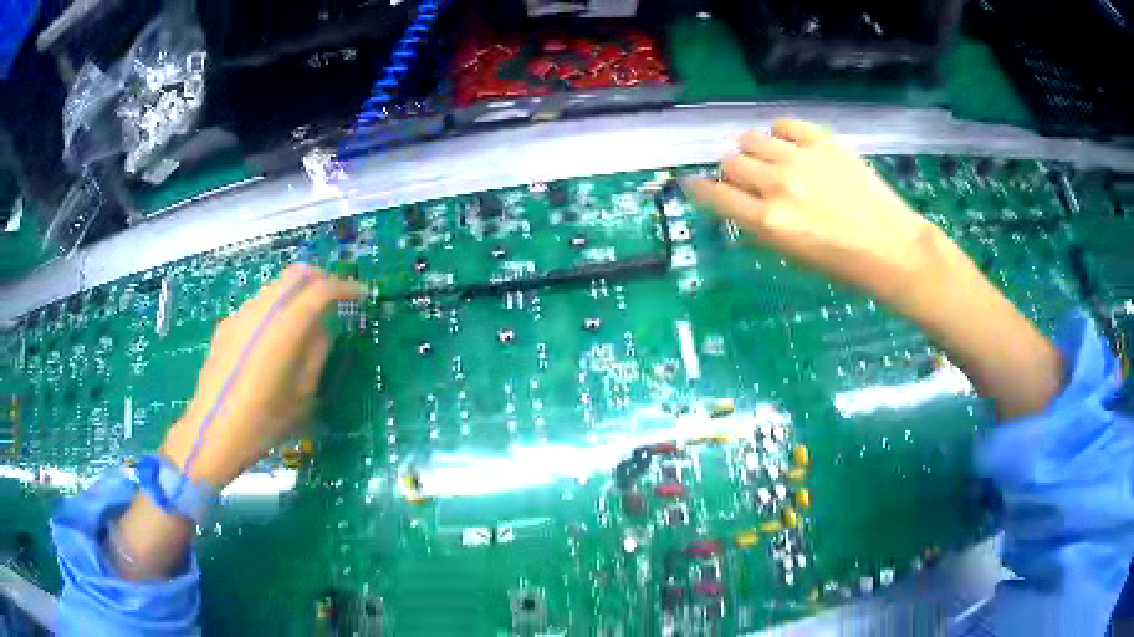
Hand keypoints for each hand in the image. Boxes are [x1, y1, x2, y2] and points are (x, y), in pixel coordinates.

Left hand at [160, 264, 362, 486]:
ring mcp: (239, 315)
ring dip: (297, 292)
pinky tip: (276, 337)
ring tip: (307, 318)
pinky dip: (276, 307)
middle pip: (295, 274)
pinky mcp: (226, 326)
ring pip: (275, 286)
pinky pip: (258, 304)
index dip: (345, 288)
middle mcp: (261, 311)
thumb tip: (322, 328)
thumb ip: (316, 354)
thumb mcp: (302, 396)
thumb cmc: (262, 424)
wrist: (211, 435)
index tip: (361, 295)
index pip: (320, 289)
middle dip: (321, 279)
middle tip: (337, 298)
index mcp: (283, 328)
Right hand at [688, 119, 1061, 419]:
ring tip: (770, 162)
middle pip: (731, 162)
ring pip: (752, 139)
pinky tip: (789, 145)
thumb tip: (741, 201)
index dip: (698, 188)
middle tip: (747, 182)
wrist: (896, 252)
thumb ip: (762, 226)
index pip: (714, 194)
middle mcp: (779, 184)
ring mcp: (802, 158)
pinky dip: (780, 133)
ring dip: (753, 151)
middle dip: (732, 173)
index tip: (692, 184)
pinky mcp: (825, 142)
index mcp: (770, 221)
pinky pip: (784, 125)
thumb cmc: (846, 268)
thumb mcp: (795, 258)